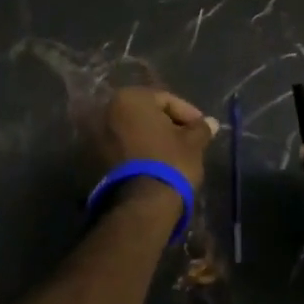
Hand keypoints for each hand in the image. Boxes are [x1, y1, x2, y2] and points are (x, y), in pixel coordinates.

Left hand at [94, 87, 217, 189]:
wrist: (140, 206)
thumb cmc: (169, 162)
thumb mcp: (193, 143)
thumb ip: (200, 128)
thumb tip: (210, 123)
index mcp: (130, 98)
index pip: (166, 100)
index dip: (188, 114)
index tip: (201, 129)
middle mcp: (107, 111)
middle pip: (147, 114)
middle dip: (168, 126)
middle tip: (188, 140)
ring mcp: (96, 136)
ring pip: (133, 132)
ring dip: (152, 140)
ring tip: (173, 155)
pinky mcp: (93, 160)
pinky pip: (123, 149)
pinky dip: (138, 152)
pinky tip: (155, 166)